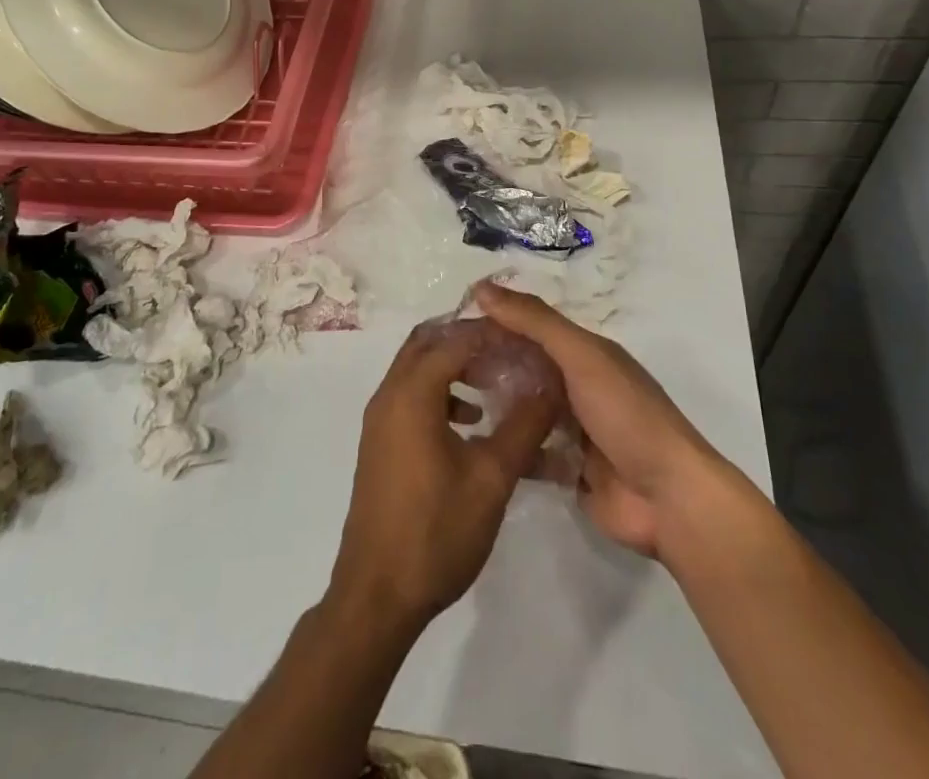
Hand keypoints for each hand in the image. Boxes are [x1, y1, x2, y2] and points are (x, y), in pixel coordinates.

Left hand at [328, 325, 558, 632]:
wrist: (377, 595)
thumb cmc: (436, 531)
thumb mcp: (491, 478)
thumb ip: (524, 426)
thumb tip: (550, 386)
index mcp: (411, 393)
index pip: (454, 339)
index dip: (491, 334)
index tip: (526, 338)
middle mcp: (389, 395)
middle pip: (427, 343)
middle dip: (468, 340)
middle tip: (508, 351)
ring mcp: (379, 420)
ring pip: (416, 369)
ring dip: (453, 366)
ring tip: (495, 383)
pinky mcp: (380, 443)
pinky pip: (410, 396)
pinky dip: (439, 393)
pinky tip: (471, 422)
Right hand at [474, 281, 759, 562]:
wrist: (669, 499)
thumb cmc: (626, 415)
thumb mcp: (581, 356)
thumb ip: (535, 321)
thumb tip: (482, 287)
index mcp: (585, 353)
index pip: (531, 327)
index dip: (495, 323)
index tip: (450, 327)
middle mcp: (577, 385)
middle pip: (525, 367)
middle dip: (490, 364)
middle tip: (443, 369)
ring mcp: (573, 429)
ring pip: (525, 408)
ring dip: (496, 404)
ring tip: (449, 405)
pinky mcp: (567, 469)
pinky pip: (529, 451)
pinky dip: (507, 446)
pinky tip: (472, 445)